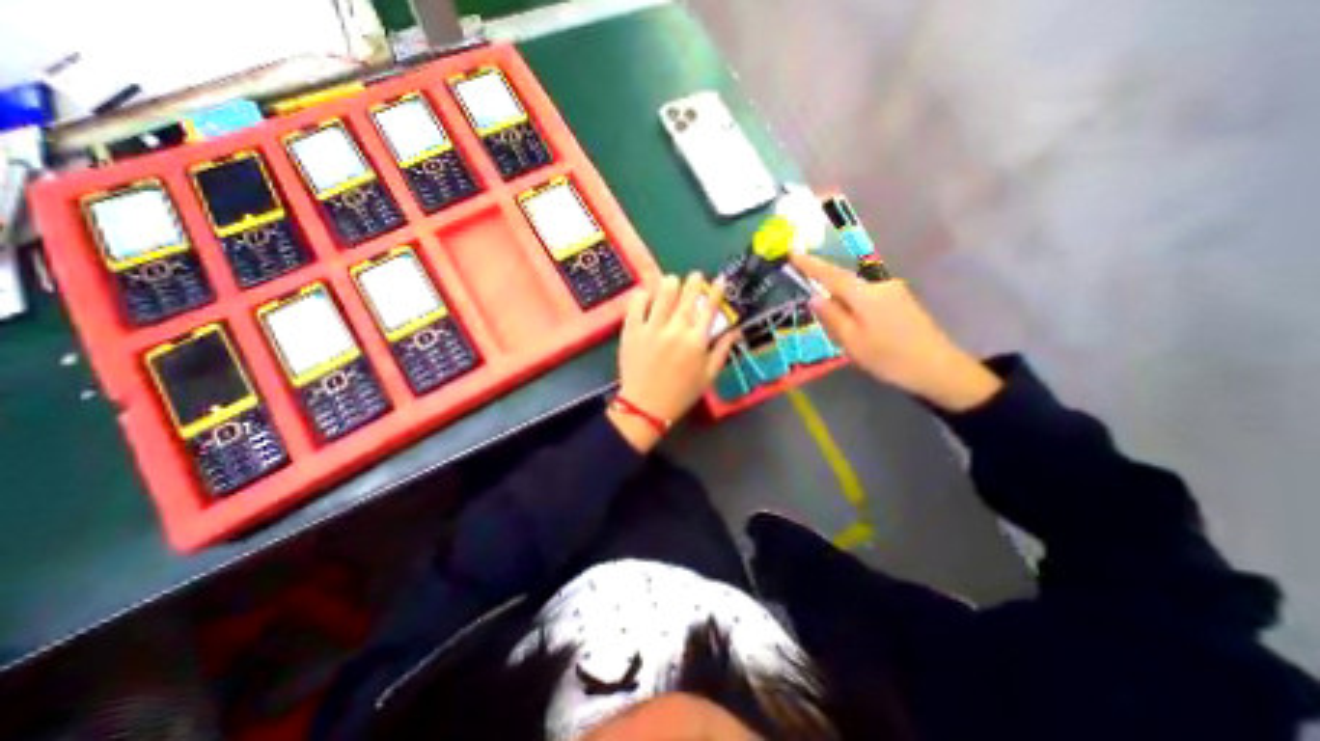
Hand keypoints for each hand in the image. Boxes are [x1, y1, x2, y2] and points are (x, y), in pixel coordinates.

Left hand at [610, 272, 739, 450]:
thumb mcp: (708, 376)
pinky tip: (648, 294)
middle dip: (694, 281)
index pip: (709, 308)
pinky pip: (637, 304)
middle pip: (687, 296)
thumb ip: (722, 350)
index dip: (716, 291)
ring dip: (670, 283)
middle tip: (695, 275)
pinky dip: (644, 294)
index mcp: (697, 341)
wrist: (645, 407)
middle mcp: (676, 329)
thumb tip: (735, 330)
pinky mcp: (632, 330)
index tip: (719, 279)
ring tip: (672, 281)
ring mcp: (652, 328)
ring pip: (663, 293)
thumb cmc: (681, 394)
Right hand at [789, 256, 995, 413]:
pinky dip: (857, 309)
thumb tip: (814, 297)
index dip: (810, 264)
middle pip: (844, 283)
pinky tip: (860, 329)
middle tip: (820, 316)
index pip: (830, 274)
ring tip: (842, 332)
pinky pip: (869, 299)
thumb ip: (831, 316)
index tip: (792, 253)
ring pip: (857, 293)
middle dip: (828, 292)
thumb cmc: (888, 357)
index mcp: (864, 294)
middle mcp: (879, 285)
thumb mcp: (851, 341)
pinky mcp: (901, 302)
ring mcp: (894, 292)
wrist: (938, 368)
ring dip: (843, 305)